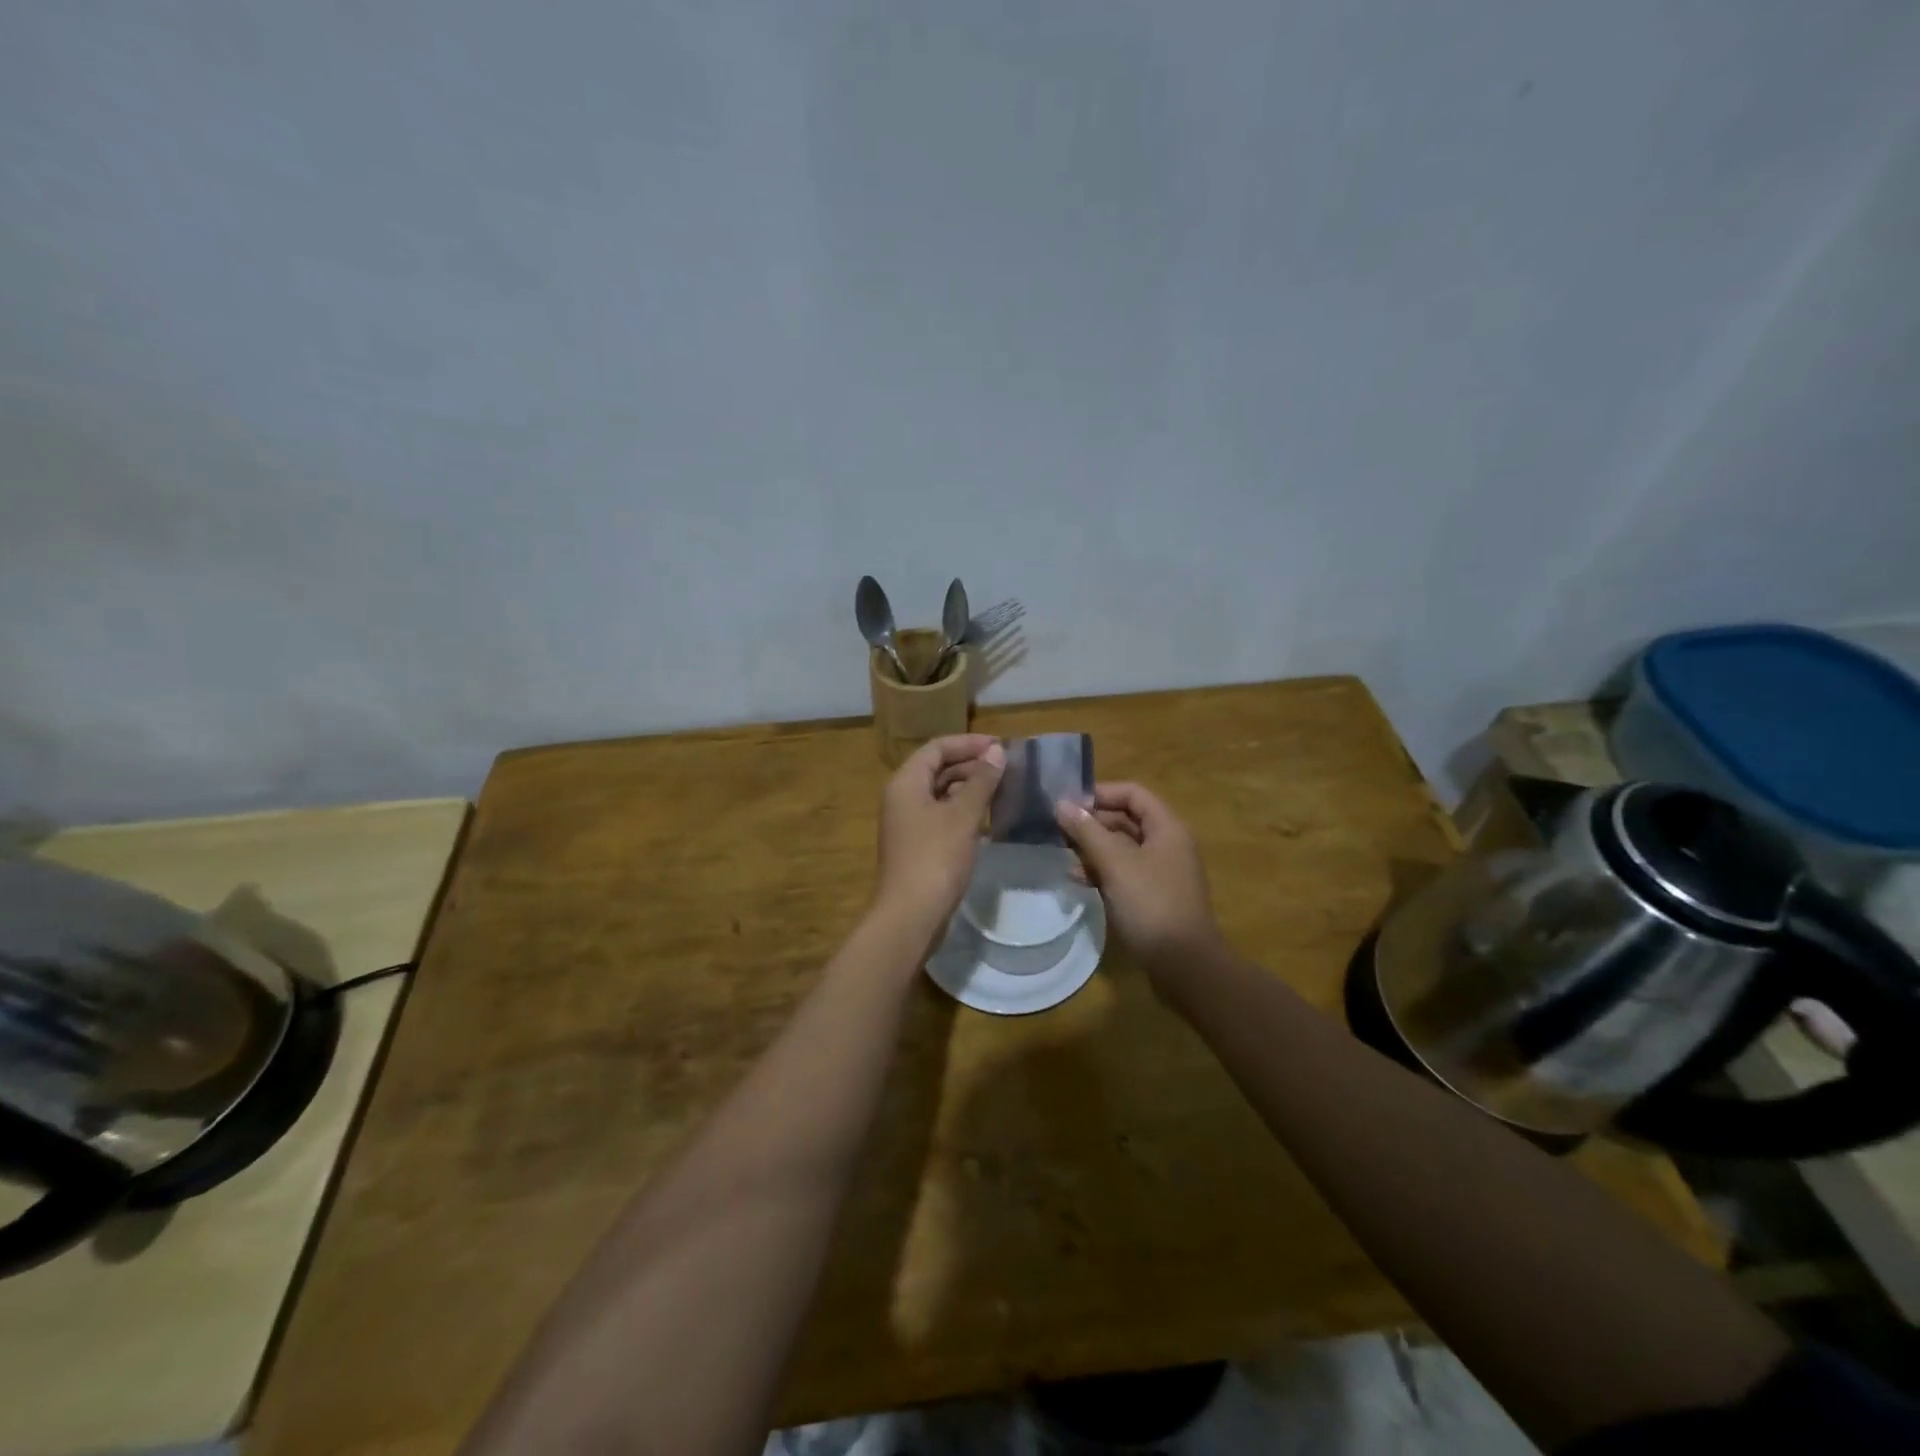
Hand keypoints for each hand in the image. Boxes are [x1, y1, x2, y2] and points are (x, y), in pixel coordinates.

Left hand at [874, 735, 1005, 935]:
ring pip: (941, 793)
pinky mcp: (918, 845)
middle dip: (971, 764)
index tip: (1001, 746)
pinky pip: (942, 815)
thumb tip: (996, 751)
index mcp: (906, 782)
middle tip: (1007, 767)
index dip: (968, 743)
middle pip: (937, 768)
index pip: (937, 747)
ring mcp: (908, 823)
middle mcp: (902, 797)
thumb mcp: (963, 816)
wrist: (911, 915)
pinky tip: (988, 817)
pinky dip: (963, 810)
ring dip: (970, 787)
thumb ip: (981, 781)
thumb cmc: (936, 858)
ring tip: (1003, 788)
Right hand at [1055, 782, 1223, 987]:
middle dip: (1092, 822)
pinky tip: (1077, 879)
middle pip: (1126, 819)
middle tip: (1058, 830)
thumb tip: (1061, 804)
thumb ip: (1088, 832)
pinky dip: (1101, 871)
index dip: (1101, 793)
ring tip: (1062, 854)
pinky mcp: (1152, 895)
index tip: (1068, 804)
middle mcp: (1167, 844)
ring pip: (1121, 847)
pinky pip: (1123, 871)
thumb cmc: (1151, 905)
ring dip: (1093, 847)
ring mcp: (1160, 871)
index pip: (1133, 793)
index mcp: (1167, 828)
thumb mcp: (1115, 864)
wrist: (1184, 965)